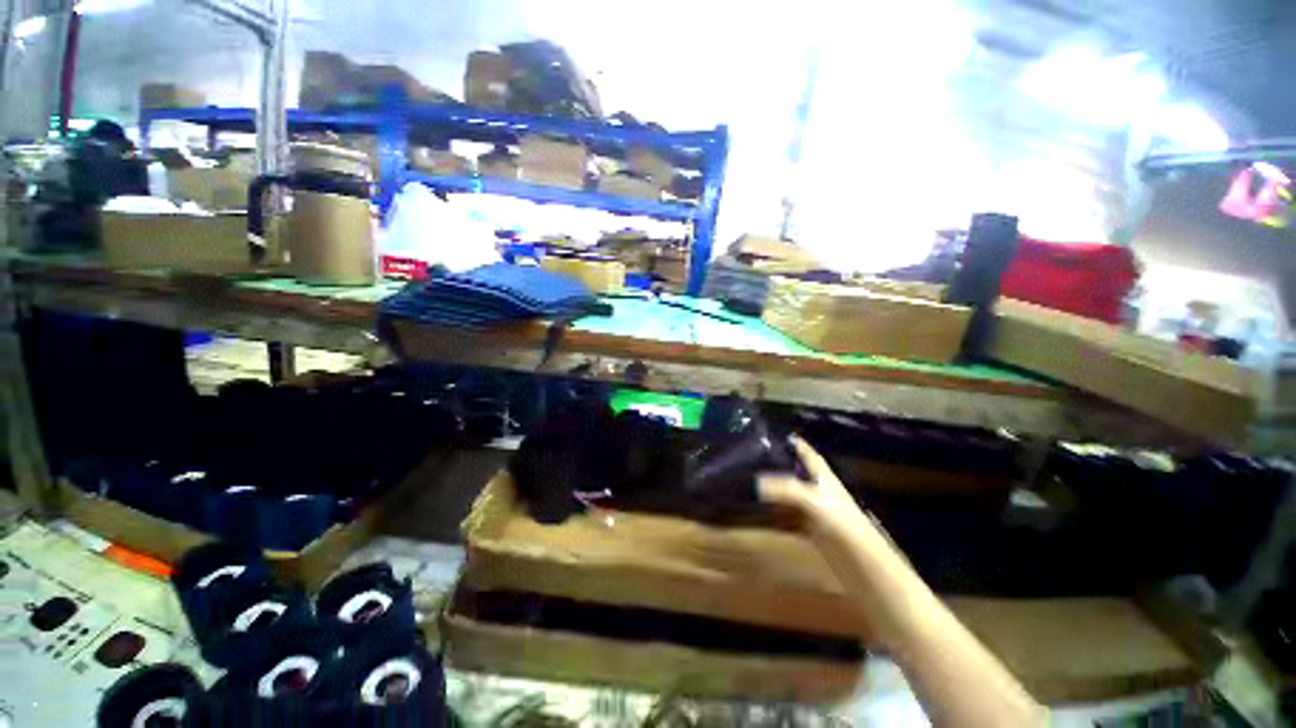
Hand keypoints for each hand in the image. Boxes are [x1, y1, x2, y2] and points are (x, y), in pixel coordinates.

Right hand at [757, 436, 866, 530]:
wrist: (859, 558)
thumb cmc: (839, 519)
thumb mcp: (810, 498)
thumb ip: (783, 488)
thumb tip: (757, 483)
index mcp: (821, 474)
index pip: (806, 452)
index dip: (793, 442)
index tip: (773, 434)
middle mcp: (817, 488)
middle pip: (794, 472)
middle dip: (777, 465)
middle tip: (753, 458)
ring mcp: (813, 508)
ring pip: (789, 494)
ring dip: (774, 490)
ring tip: (751, 481)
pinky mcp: (810, 527)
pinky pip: (788, 515)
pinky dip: (775, 513)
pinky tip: (761, 511)